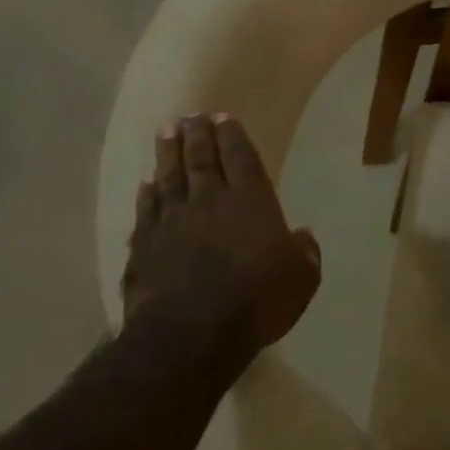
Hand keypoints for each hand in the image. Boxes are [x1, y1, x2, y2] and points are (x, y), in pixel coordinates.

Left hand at [122, 114, 320, 354]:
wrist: (190, 335)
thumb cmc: (256, 302)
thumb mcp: (301, 279)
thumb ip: (304, 253)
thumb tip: (302, 237)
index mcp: (251, 201)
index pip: (241, 157)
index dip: (232, 135)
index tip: (223, 116)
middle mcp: (211, 201)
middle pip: (202, 159)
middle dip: (198, 135)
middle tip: (191, 115)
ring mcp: (172, 222)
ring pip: (170, 177)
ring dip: (168, 153)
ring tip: (166, 131)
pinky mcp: (145, 246)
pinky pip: (146, 210)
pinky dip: (147, 194)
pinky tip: (146, 183)